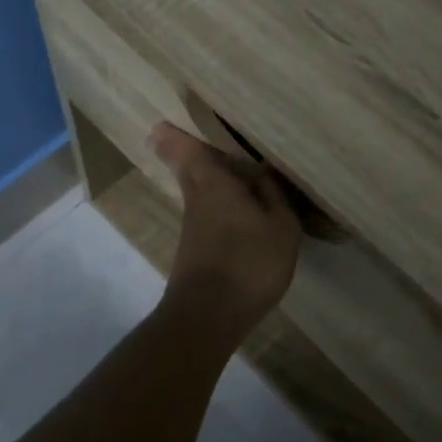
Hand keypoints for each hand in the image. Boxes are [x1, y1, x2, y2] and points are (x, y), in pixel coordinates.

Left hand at [149, 123, 301, 329]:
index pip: (187, 150)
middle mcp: (197, 198)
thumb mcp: (281, 227)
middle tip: (194, 141)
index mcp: (214, 183)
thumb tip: (262, 175)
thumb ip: (273, 196)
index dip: (175, 136)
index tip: (161, 124)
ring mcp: (193, 226)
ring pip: (197, 190)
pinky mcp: (195, 249)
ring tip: (236, 174)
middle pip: (188, 168)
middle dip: (187, 153)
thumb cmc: (249, 263)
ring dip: (209, 179)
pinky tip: (240, 213)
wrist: (208, 316)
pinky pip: (206, 212)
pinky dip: (218, 204)